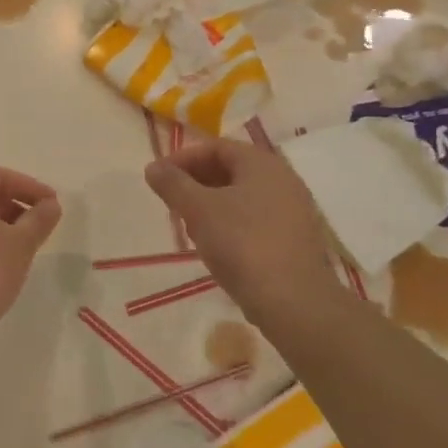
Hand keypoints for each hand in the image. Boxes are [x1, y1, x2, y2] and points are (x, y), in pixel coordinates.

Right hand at [145, 140, 338, 322]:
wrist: (293, 300)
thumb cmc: (242, 244)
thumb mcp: (198, 210)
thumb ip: (173, 184)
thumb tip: (153, 167)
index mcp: (262, 164)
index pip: (216, 147)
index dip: (183, 158)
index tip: (158, 178)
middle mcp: (282, 180)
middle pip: (231, 169)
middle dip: (196, 181)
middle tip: (171, 201)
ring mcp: (292, 210)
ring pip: (242, 196)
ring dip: (211, 204)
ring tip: (188, 226)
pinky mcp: (294, 239)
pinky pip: (255, 219)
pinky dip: (230, 223)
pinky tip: (215, 246)